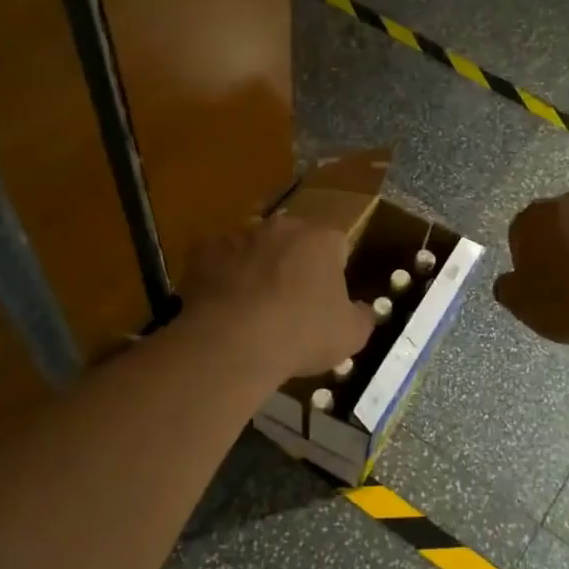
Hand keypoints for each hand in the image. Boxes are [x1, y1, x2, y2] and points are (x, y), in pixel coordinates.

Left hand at [180, 216, 373, 377]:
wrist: (234, 342)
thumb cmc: (302, 334)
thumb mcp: (351, 336)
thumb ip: (362, 317)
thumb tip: (365, 310)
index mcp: (322, 239)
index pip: (337, 244)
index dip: (334, 270)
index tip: (327, 297)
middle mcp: (282, 227)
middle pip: (293, 239)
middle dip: (294, 262)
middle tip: (290, 300)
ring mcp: (240, 234)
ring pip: (254, 245)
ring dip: (257, 265)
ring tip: (252, 304)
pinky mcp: (204, 249)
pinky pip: (217, 257)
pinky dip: (221, 274)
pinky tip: (222, 303)